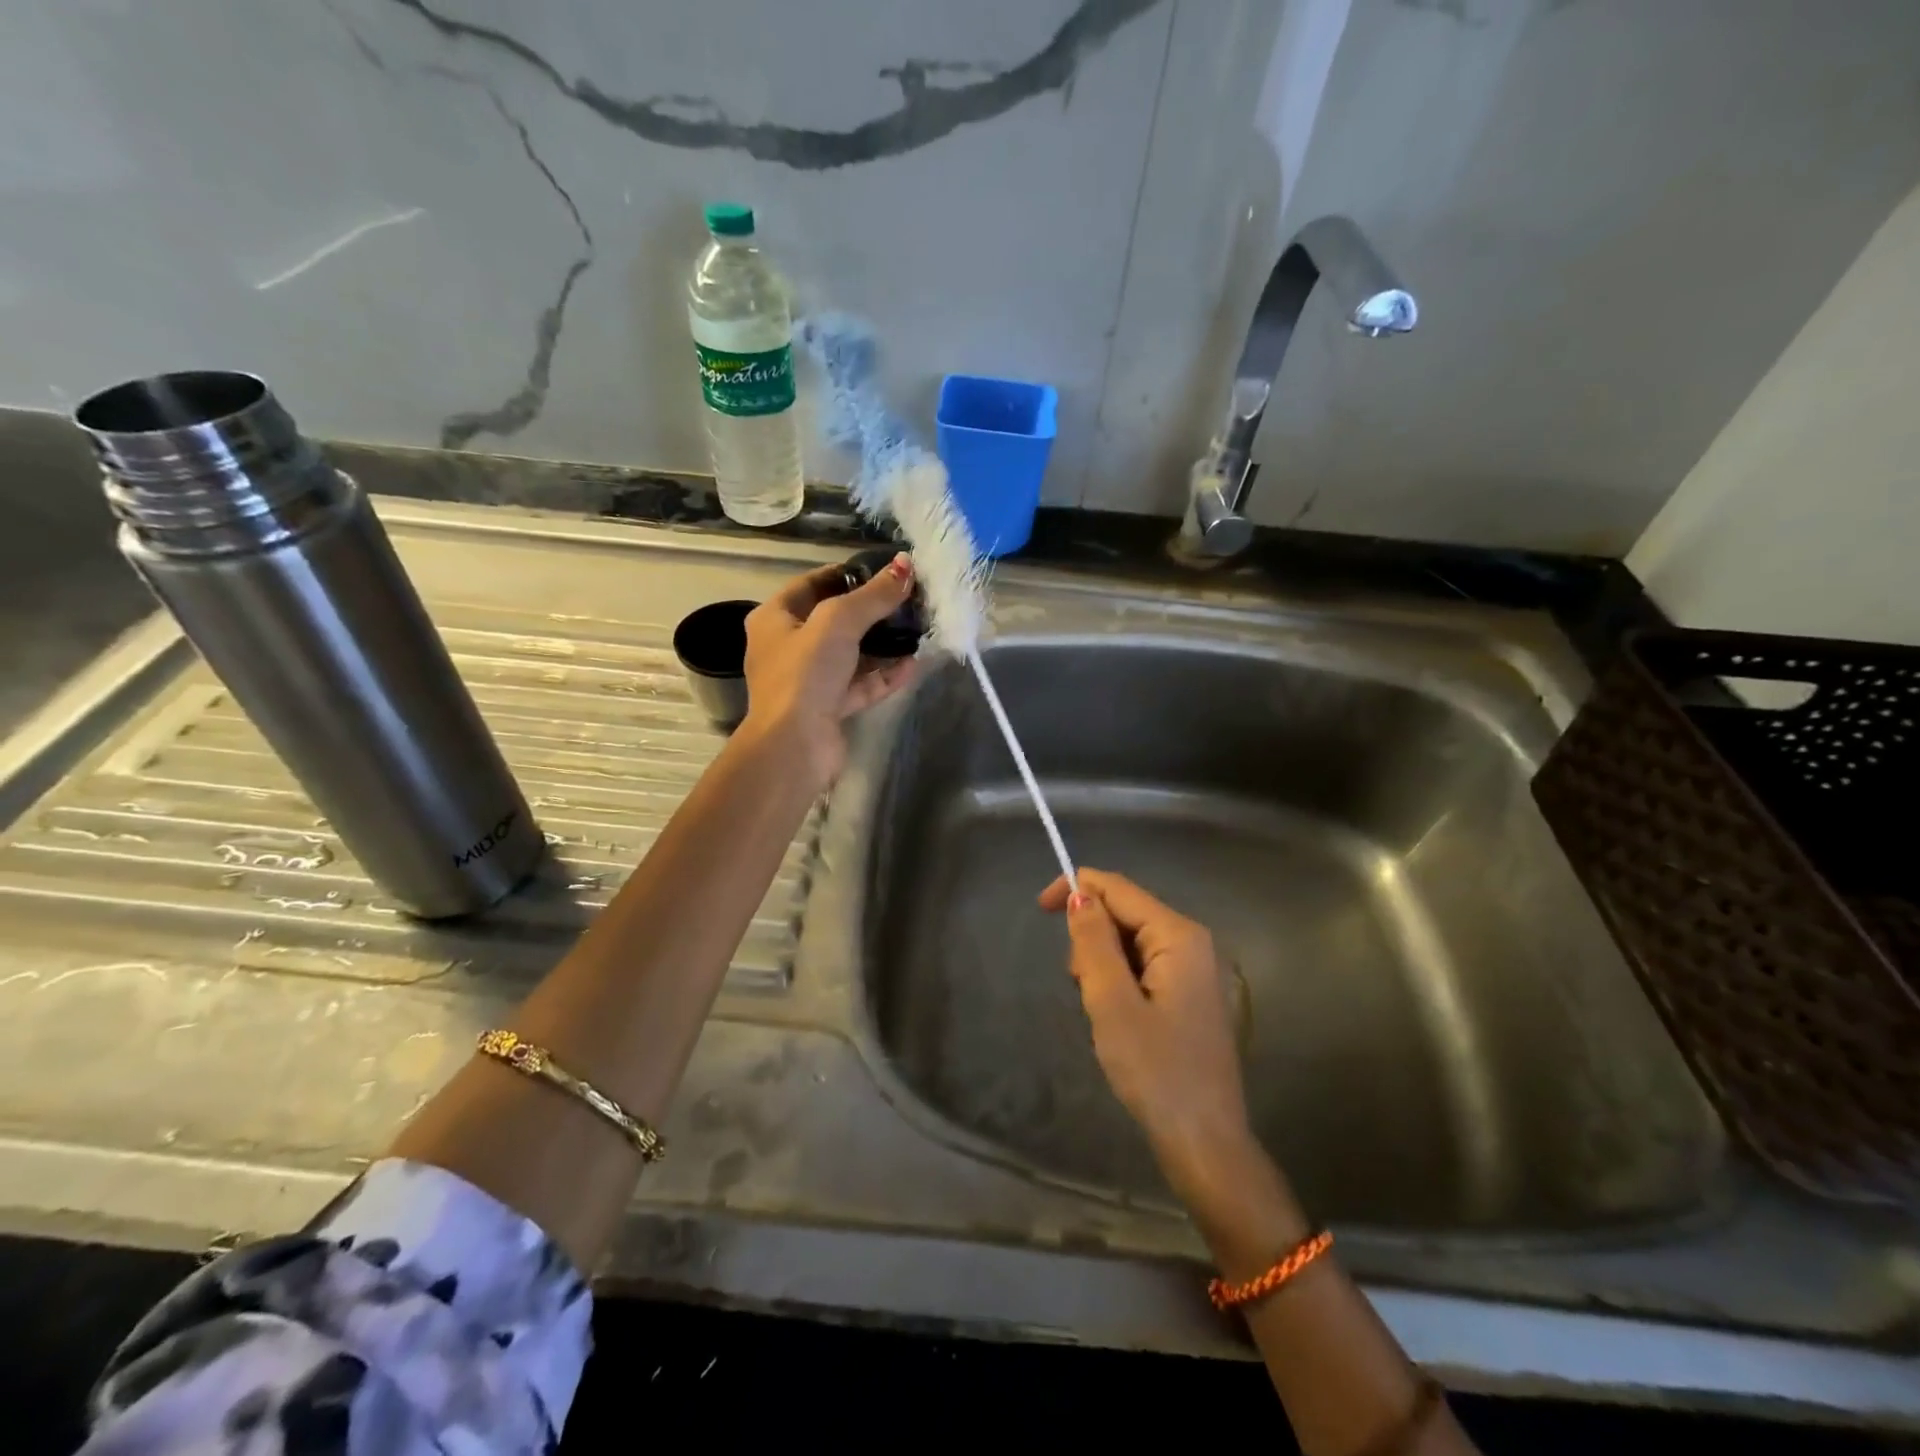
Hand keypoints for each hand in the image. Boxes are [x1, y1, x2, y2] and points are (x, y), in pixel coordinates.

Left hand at [740, 555, 918, 788]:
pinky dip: (884, 674)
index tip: (884, 571)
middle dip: (871, 610)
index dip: (847, 574)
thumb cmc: (806, 673)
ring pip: (851, 654)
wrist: (795, 746)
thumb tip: (906, 566)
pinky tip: (914, 663)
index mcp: (775, 619)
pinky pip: (860, 684)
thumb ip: (873, 595)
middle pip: (834, 620)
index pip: (812, 584)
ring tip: (917, 628)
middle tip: (908, 599)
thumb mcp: (839, 622)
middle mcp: (788, 647)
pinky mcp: (829, 707)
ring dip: (882, 644)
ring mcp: (809, 680)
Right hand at [1039, 869, 1261, 1202]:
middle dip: (1092, 939)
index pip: (1118, 888)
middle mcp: (1192, 942)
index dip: (1076, 888)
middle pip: (1125, 914)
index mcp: (1179, 936)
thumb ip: (1094, 943)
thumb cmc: (1156, 1071)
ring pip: (1130, 943)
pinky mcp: (1189, 995)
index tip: (1039, 910)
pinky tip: (1118, 1020)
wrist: (1205, 1142)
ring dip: (1103, 965)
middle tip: (1080, 987)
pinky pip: (1143, 967)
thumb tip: (1079, 893)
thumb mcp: (1112, 1003)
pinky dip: (1120, 982)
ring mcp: (1194, 970)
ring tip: (1102, 1013)